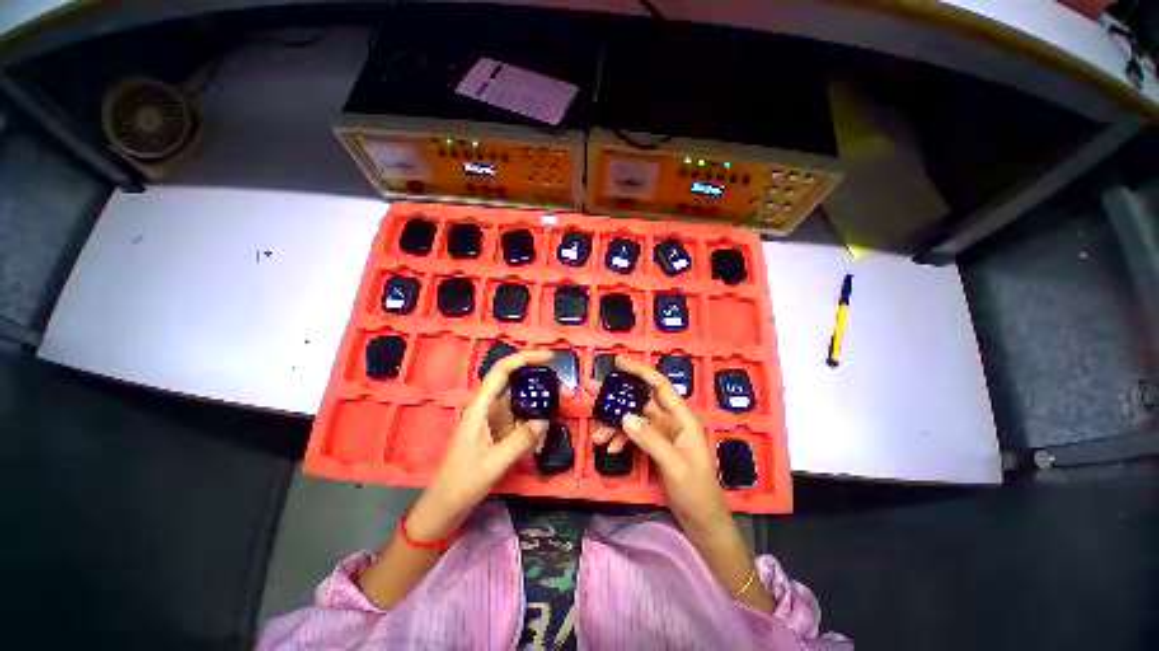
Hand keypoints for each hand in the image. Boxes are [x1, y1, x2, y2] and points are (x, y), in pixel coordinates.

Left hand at [407, 350, 553, 540]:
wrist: (448, 505)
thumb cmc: (462, 482)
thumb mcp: (492, 464)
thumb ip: (519, 442)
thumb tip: (544, 421)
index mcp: (481, 406)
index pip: (502, 371)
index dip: (524, 358)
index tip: (549, 358)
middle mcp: (490, 407)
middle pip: (516, 382)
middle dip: (541, 380)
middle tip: (565, 388)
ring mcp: (497, 419)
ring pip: (523, 399)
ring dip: (542, 399)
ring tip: (563, 403)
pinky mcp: (502, 431)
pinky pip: (524, 417)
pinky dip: (538, 419)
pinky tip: (549, 426)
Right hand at [591, 357, 731, 534]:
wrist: (702, 522)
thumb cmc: (697, 492)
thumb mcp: (674, 466)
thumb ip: (651, 440)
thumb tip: (625, 417)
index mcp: (682, 419)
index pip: (660, 386)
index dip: (640, 371)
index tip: (619, 362)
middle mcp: (671, 421)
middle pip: (641, 401)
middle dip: (617, 396)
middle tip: (592, 389)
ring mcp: (661, 434)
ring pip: (633, 419)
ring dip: (614, 424)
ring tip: (596, 431)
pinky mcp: (654, 446)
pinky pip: (633, 436)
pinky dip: (620, 440)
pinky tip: (610, 448)